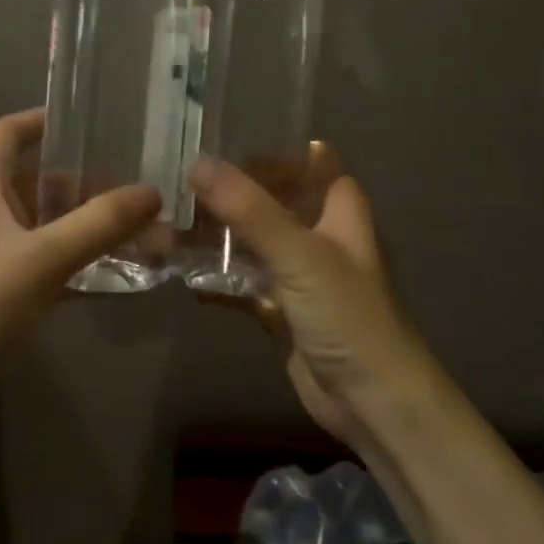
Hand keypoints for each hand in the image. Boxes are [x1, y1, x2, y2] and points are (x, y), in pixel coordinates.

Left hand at [0, 108, 160, 406]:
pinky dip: (79, 263)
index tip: (95, 120)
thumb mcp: (39, 260)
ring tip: (144, 225)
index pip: (8, 131)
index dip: (45, 119)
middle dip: (87, 179)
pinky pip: (47, 264)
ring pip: (46, 225)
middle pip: (38, 179)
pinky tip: (120, 273)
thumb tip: (152, 191)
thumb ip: (98, 224)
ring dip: (88, 225)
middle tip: (140, 180)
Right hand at [188, 149, 442, 451]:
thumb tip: (198, 162)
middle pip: (276, 200)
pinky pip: (244, 284)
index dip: (275, 150)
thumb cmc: (348, 315)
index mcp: (340, 211)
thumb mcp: (300, 254)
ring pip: (256, 243)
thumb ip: (249, 209)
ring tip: (171, 221)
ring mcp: (301, 275)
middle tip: (182, 180)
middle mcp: (321, 236)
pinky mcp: (282, 310)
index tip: (225, 142)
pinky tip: (182, 274)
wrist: (372, 401)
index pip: (311, 161)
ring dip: (220, 236)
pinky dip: (218, 279)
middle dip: (234, 192)